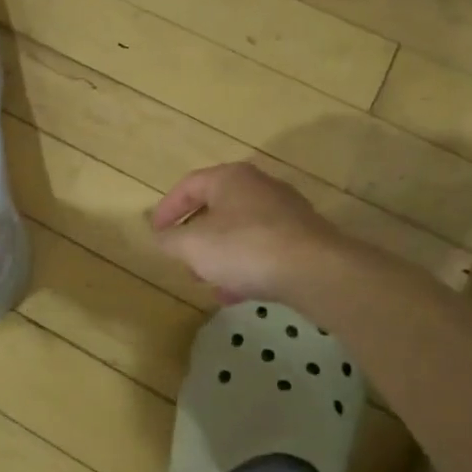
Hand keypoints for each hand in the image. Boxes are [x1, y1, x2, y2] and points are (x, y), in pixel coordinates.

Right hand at [150, 162, 344, 304]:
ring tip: (206, 281)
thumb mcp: (193, 246)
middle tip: (181, 257)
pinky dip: (245, 267)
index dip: (167, 209)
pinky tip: (235, 294)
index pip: (189, 185)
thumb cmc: (245, 248)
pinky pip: (264, 249)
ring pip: (241, 231)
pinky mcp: (304, 240)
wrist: (316, 271)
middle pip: (217, 207)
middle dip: (196, 235)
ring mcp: (286, 213)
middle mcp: (260, 187)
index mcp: (230, 178)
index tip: (155, 232)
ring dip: (220, 255)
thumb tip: (161, 237)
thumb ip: (170, 240)